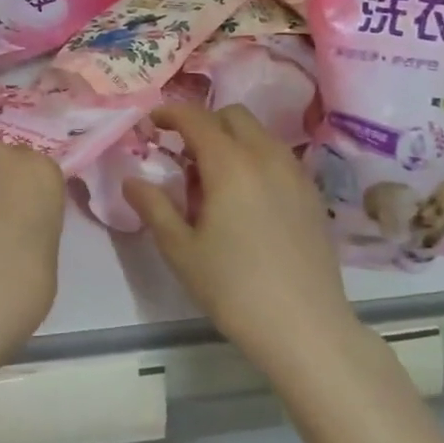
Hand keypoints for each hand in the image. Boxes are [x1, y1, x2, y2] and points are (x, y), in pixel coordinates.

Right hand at [124, 103, 361, 365]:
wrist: (304, 329)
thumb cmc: (233, 289)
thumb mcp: (180, 250)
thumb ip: (153, 207)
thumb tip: (131, 180)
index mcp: (229, 164)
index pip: (196, 118)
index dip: (169, 113)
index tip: (151, 122)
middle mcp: (266, 157)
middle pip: (233, 116)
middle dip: (203, 123)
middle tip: (183, 155)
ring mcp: (295, 174)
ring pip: (259, 134)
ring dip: (231, 140)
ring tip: (214, 180)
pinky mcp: (312, 195)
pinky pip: (278, 157)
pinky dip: (255, 158)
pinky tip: (246, 198)